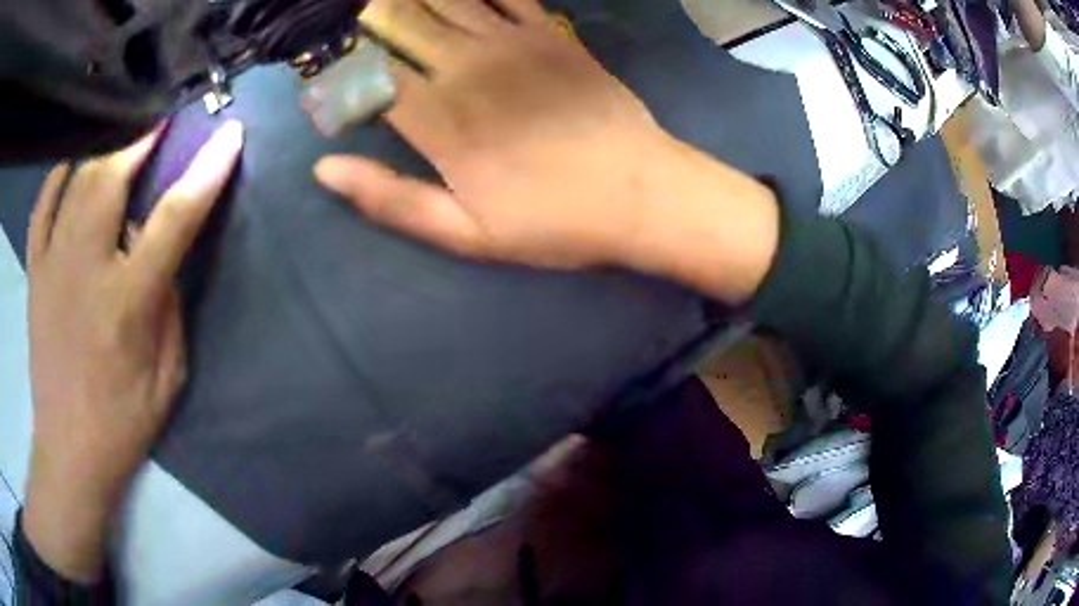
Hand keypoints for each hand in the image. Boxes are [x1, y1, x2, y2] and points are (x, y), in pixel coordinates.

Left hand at [22, 121, 243, 582]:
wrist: (69, 451)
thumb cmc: (122, 422)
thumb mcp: (167, 377)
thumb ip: (169, 307)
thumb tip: (159, 254)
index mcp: (126, 302)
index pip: (173, 217)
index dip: (206, 170)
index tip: (229, 134)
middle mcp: (85, 269)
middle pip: (113, 177)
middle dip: (143, 140)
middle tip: (162, 126)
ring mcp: (53, 266)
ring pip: (78, 182)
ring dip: (106, 152)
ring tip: (124, 142)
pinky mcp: (35, 274)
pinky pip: (42, 207)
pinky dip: (57, 178)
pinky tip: (70, 167)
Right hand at [315, 0, 778, 300]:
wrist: (642, 194)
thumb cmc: (555, 222)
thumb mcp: (466, 234)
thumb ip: (391, 199)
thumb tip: (324, 168)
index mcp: (438, 121)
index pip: (367, 75)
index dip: (339, 66)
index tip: (325, 68)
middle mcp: (466, 67)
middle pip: (399, 22)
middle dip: (371, 16)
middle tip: (356, 19)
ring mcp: (512, 41)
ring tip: (391, 3)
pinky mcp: (550, 32)